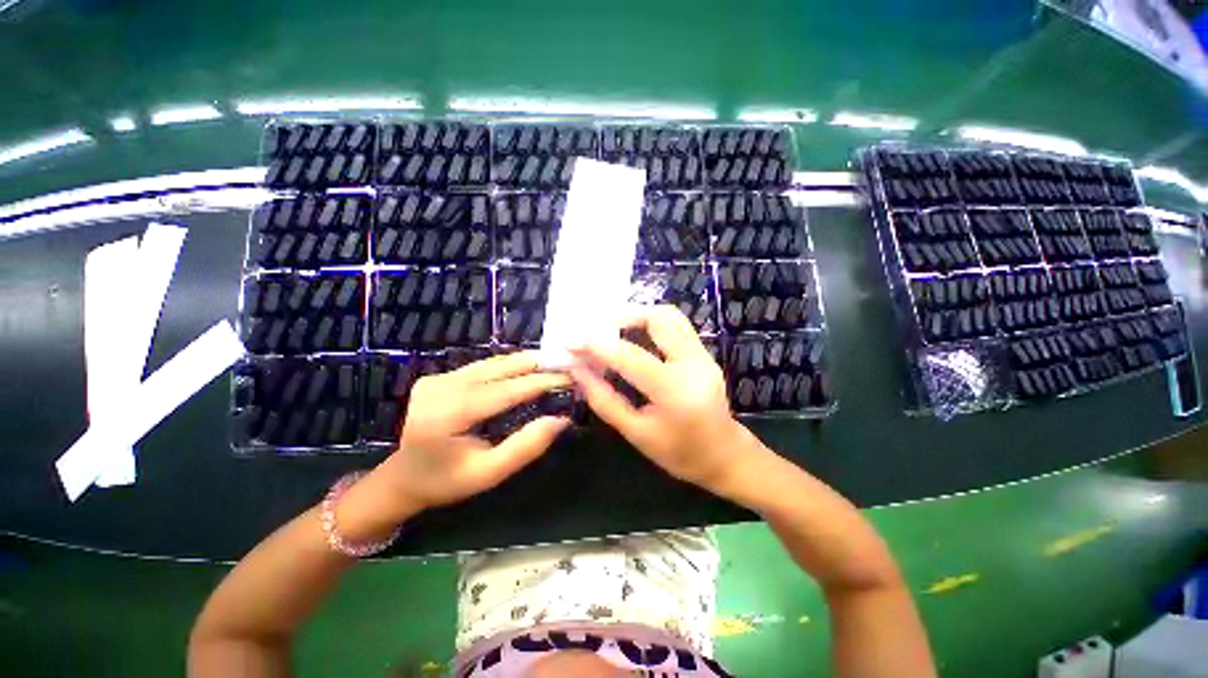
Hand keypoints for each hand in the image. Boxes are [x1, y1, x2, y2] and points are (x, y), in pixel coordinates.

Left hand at [372, 351, 570, 515]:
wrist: (401, 479)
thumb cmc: (446, 482)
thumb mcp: (489, 473)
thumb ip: (526, 446)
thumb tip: (561, 419)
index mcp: (449, 414)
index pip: (506, 390)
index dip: (540, 382)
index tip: (569, 377)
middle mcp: (441, 388)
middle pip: (498, 368)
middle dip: (536, 365)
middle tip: (566, 363)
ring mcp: (437, 379)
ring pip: (491, 363)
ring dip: (523, 362)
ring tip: (552, 362)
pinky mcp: (438, 377)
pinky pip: (481, 366)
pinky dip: (507, 366)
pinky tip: (526, 367)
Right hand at [569, 305, 749, 491]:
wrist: (724, 455)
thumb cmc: (678, 453)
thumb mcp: (635, 433)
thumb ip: (603, 399)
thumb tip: (577, 369)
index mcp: (676, 392)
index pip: (631, 357)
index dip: (597, 345)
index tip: (571, 341)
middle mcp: (694, 364)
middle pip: (660, 318)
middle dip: (623, 316)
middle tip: (596, 328)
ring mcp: (703, 355)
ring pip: (670, 316)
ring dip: (637, 315)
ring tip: (612, 330)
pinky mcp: (704, 352)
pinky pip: (674, 326)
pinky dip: (649, 324)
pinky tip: (632, 337)